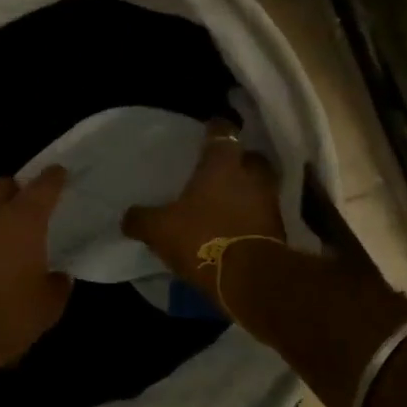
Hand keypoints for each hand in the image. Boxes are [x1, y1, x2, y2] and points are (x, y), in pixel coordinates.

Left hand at [0, 166, 72, 381]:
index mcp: (22, 221)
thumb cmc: (3, 319)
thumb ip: (57, 286)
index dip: (54, 178)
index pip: (43, 186)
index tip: (59, 173)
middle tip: (28, 209)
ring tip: (3, 242)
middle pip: (3, 185)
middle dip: (16, 190)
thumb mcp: (46, 310)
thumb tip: (58, 276)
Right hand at [122, 122, 286, 300]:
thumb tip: (127, 217)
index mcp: (222, 165)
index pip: (222, 133)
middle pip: (251, 158)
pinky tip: (236, 227)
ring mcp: (269, 203)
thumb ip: (142, 219)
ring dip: (247, 191)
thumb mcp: (160, 229)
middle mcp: (251, 177)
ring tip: (228, 201)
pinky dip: (252, 217)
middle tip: (222, 169)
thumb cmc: (203, 238)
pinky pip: (263, 215)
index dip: (216, 128)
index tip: (209, 128)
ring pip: (260, 187)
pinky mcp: (279, 231)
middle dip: (239, 161)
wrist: (251, 278)